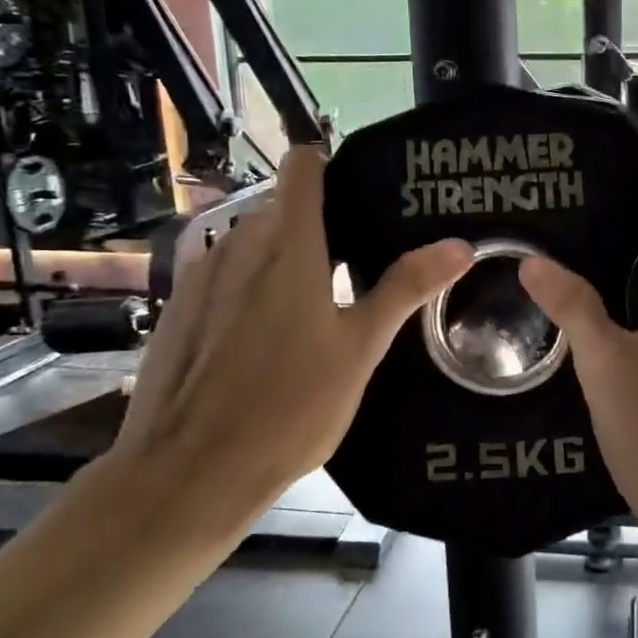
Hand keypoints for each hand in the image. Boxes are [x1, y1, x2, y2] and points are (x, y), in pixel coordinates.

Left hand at [106, 147, 471, 540]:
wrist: (188, 473)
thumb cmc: (289, 408)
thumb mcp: (360, 349)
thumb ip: (405, 288)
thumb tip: (459, 243)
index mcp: (289, 247)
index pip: (303, 168)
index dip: (329, 163)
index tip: (362, 185)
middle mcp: (238, 246)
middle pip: (282, 208)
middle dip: (319, 221)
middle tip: (361, 258)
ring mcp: (201, 277)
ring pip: (251, 243)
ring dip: (284, 255)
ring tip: (320, 298)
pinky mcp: (178, 309)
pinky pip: (224, 275)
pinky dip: (251, 285)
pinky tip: (267, 335)